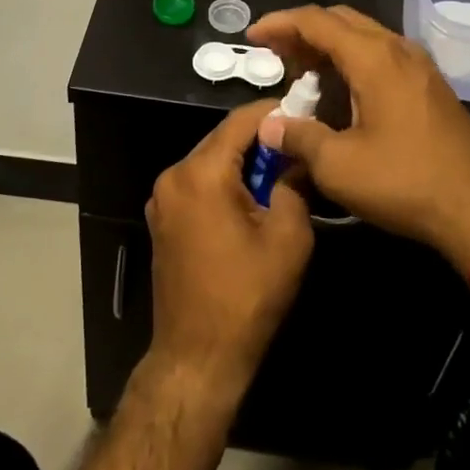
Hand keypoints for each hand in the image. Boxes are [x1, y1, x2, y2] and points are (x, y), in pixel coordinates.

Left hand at [145, 100, 314, 404]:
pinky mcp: (162, 219)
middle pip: (223, 139)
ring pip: (211, 161)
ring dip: (243, 162)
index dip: (275, 113)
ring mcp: (162, 198)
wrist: (197, 357)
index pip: (241, 121)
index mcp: (200, 173)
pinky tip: (252, 199)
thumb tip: (299, 156)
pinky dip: (225, 182)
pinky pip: (198, 184)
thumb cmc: (246, 297)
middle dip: (261, 140)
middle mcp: (173, 176)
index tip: (306, 113)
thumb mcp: (287, 238)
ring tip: (282, 172)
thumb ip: (294, 184)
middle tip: (299, 146)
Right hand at [247, 6, 469, 275]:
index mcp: (373, 57)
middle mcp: (397, 49)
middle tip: (274, 53)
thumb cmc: (406, 182)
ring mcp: (419, 66)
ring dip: (329, 46)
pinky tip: (340, 92)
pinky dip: (352, 61)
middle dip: (303, 31)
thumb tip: (268, 126)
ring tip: (301, 72)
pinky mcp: (430, 86)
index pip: (317, 21)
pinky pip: (382, 55)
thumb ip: (297, 138)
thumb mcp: (339, 166)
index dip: (280, 23)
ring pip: (364, 37)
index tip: (253, 36)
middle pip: (341, 20)